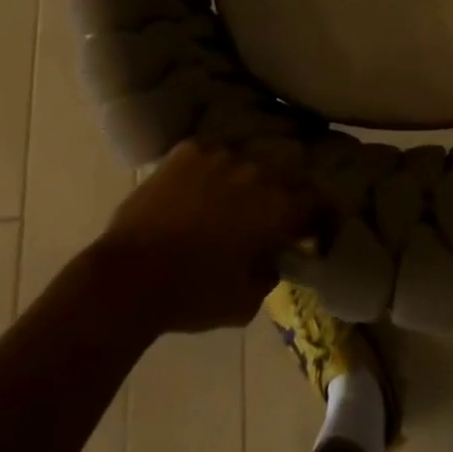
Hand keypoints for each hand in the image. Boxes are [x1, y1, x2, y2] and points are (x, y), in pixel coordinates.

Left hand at [89, 140, 327, 336]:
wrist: (129, 277)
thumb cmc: (192, 296)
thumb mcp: (245, 302)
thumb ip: (269, 273)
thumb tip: (272, 257)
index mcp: (278, 207)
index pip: (319, 199)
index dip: (323, 214)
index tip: (315, 228)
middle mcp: (258, 170)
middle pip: (291, 166)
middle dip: (289, 186)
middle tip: (275, 209)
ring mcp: (222, 154)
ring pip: (250, 155)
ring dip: (250, 174)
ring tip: (234, 194)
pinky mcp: (189, 149)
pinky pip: (213, 152)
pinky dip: (213, 168)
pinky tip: (200, 187)